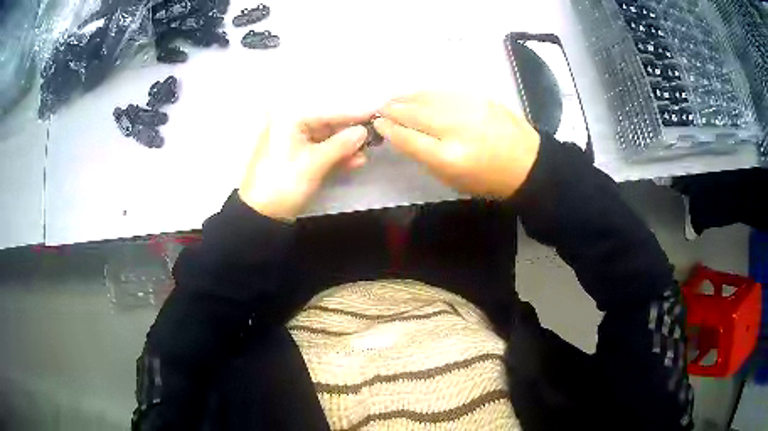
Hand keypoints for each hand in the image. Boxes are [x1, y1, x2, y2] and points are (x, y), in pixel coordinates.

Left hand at [239, 114, 371, 220]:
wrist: (261, 216)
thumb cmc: (284, 182)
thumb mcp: (314, 163)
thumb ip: (341, 145)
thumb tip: (364, 131)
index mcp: (289, 120)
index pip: (327, 113)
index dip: (353, 115)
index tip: (376, 114)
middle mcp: (290, 127)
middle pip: (327, 125)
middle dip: (350, 134)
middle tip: (374, 138)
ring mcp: (292, 144)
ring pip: (325, 140)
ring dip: (345, 148)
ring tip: (366, 154)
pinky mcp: (295, 160)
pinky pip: (319, 153)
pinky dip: (335, 157)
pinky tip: (355, 161)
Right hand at [374, 92, 540, 198]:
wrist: (527, 163)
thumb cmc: (488, 180)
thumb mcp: (451, 179)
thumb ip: (424, 156)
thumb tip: (401, 136)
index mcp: (448, 157)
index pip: (406, 137)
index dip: (388, 129)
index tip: (378, 124)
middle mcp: (455, 128)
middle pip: (412, 113)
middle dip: (391, 110)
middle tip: (379, 109)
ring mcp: (468, 108)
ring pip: (426, 97)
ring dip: (405, 97)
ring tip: (393, 100)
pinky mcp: (478, 96)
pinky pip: (443, 91)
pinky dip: (425, 93)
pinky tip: (417, 95)